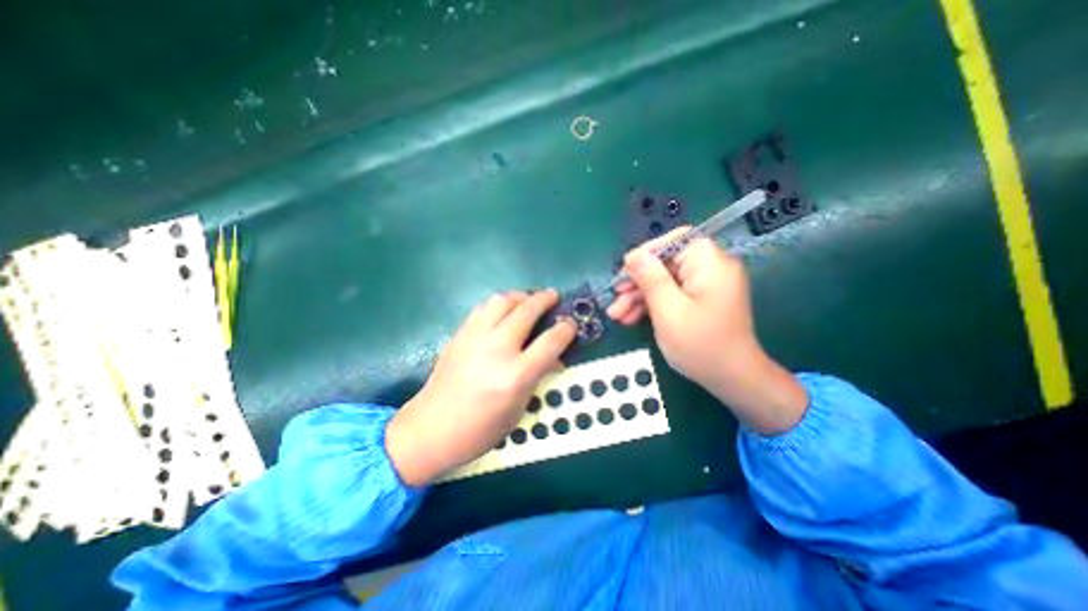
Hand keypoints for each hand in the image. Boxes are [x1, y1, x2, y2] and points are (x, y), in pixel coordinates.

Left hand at [389, 289, 581, 487]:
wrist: (431, 429)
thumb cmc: (481, 430)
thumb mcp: (518, 409)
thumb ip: (537, 377)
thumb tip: (554, 358)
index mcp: (516, 375)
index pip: (550, 342)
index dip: (566, 329)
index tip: (571, 324)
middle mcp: (497, 350)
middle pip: (527, 311)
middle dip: (545, 299)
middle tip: (553, 296)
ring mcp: (475, 338)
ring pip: (502, 301)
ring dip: (520, 296)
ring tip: (529, 299)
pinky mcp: (460, 335)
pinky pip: (482, 308)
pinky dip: (499, 303)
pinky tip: (503, 310)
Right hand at [605, 229, 806, 433]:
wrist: (732, 380)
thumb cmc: (701, 345)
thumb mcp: (669, 310)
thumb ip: (650, 279)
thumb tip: (633, 255)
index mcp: (709, 263)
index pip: (674, 241)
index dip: (646, 253)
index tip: (625, 271)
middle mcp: (709, 269)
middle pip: (665, 264)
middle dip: (637, 282)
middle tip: (614, 298)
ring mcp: (704, 286)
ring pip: (664, 281)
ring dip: (639, 297)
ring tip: (616, 315)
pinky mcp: (699, 301)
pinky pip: (671, 294)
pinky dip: (651, 305)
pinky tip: (631, 318)